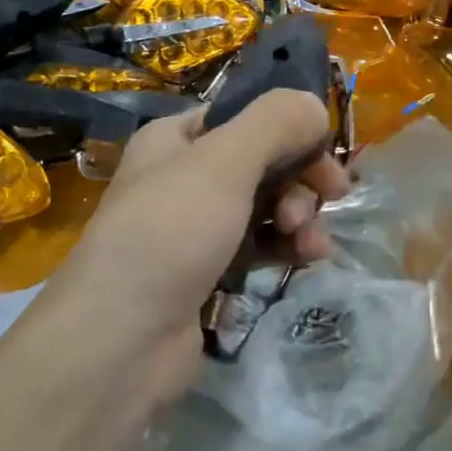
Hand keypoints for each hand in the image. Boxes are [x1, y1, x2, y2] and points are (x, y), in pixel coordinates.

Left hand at [38, 90, 350, 404]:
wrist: (120, 344)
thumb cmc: (169, 235)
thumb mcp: (223, 164)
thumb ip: (275, 123)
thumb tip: (316, 106)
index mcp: (175, 140)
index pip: (244, 115)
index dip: (290, 127)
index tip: (326, 148)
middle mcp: (184, 178)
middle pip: (263, 160)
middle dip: (302, 176)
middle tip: (331, 195)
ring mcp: (197, 228)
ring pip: (268, 205)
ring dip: (301, 215)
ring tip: (310, 240)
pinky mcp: (211, 273)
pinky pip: (262, 246)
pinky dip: (288, 247)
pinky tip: (309, 259)